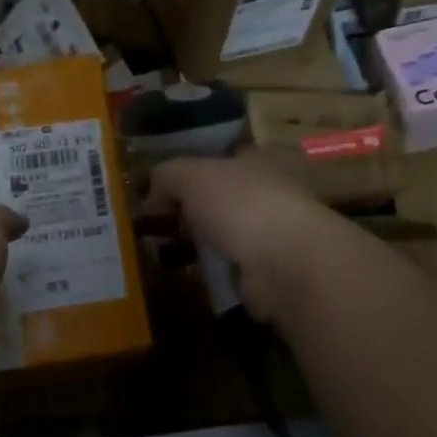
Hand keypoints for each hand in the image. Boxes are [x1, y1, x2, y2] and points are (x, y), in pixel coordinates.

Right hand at [141, 155, 334, 320]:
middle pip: (218, 199)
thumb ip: (165, 177)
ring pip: (223, 235)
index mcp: (256, 160)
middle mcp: (269, 192)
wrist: (286, 264)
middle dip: (186, 213)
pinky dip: (210, 272)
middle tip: (153, 229)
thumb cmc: (240, 205)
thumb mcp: (190, 176)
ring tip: (163, 256)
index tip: (156, 196)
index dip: (184, 176)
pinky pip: (230, 268)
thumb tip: (150, 196)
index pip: (216, 161)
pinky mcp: (270, 273)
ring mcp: (273, 234)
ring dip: (196, 245)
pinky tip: (188, 276)